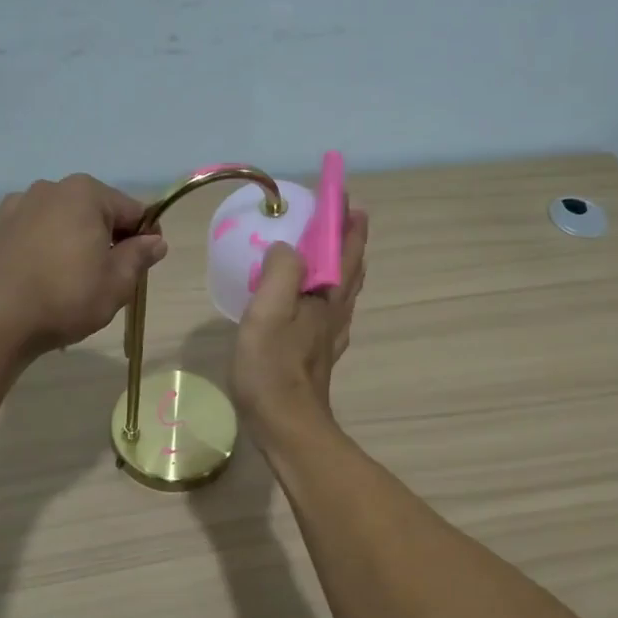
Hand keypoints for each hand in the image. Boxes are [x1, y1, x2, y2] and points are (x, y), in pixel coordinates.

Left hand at [0, 175, 167, 353]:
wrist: (0, 319)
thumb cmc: (68, 297)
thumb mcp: (118, 282)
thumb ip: (140, 256)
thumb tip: (156, 241)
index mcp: (86, 193)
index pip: (133, 211)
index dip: (145, 237)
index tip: (145, 265)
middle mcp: (52, 187)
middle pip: (97, 211)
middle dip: (110, 238)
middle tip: (111, 277)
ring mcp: (21, 204)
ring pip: (66, 219)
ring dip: (78, 240)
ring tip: (76, 278)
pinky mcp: (0, 226)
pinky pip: (39, 230)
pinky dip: (49, 244)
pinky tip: (47, 273)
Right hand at [233, 208, 367, 440]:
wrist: (287, 426)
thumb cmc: (272, 368)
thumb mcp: (268, 312)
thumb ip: (280, 272)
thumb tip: (287, 247)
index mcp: (325, 296)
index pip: (342, 248)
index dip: (344, 219)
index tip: (342, 191)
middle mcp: (335, 312)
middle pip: (350, 267)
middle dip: (350, 238)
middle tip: (345, 214)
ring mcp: (330, 336)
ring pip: (345, 291)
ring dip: (345, 265)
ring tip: (336, 251)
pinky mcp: (319, 355)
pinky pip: (332, 313)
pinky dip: (332, 295)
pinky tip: (322, 305)